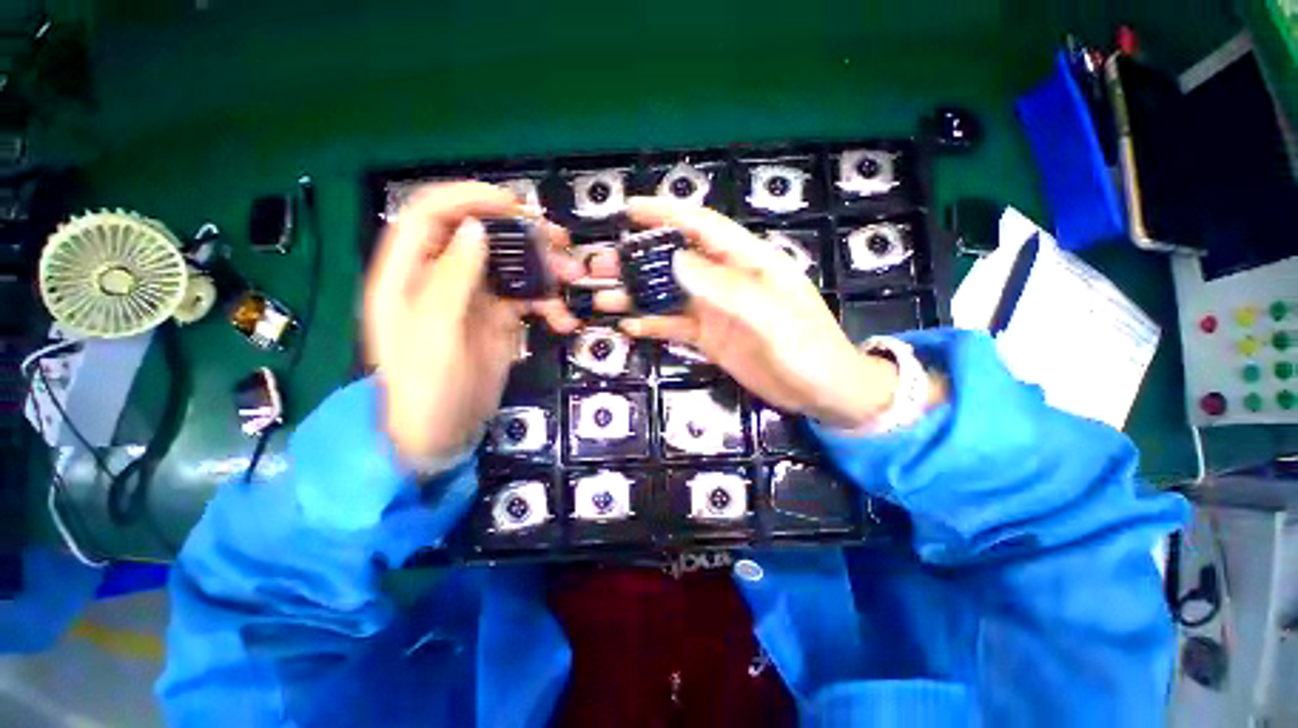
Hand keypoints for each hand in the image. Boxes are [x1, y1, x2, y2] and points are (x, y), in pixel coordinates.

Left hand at [364, 182, 583, 464]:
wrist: (443, 435)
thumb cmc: (426, 388)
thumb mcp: (434, 332)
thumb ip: (451, 278)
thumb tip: (476, 229)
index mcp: (408, 273)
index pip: (431, 214)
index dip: (469, 198)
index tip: (515, 206)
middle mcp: (442, 277)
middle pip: (481, 235)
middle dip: (523, 234)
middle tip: (561, 242)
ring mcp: (474, 298)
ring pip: (512, 265)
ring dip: (546, 269)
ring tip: (574, 278)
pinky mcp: (499, 319)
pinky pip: (528, 299)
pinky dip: (550, 305)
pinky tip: (565, 321)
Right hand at [597, 197, 901, 428]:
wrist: (823, 393)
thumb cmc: (807, 348)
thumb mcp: (770, 315)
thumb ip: (724, 287)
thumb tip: (675, 260)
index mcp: (748, 262)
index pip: (703, 228)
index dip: (666, 215)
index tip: (629, 210)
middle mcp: (727, 281)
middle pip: (676, 262)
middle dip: (638, 260)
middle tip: (599, 265)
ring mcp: (716, 311)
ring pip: (670, 296)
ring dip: (638, 295)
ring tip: (602, 298)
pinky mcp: (711, 338)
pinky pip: (676, 327)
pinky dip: (652, 325)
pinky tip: (629, 326)